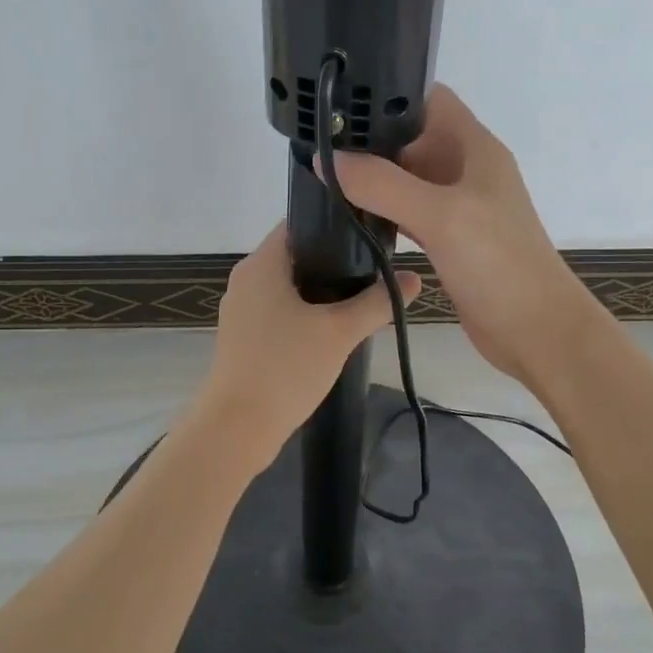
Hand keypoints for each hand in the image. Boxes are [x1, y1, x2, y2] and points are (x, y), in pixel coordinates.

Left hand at [199, 224, 419, 459]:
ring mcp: (241, 310)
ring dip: (321, 292)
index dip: (334, 226)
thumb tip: (414, 279)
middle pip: (295, 256)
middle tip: (373, 273)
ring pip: (288, 287)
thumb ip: (377, 302)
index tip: (368, 237)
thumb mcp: (339, 332)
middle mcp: (246, 280)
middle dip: (334, 263)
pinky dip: (304, 314)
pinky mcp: (243, 337)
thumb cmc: (286, 368)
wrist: (238, 427)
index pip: (298, 224)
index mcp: (261, 265)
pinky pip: (279, 312)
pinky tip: (331, 331)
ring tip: (360, 301)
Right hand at [330, 85, 590, 385]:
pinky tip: (352, 217)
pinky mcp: (449, 240)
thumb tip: (327, 159)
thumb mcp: (439, 215)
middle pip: (412, 138)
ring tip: (324, 178)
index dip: (388, 95)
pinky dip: (383, 212)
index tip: (340, 104)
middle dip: (370, 140)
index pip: (428, 99)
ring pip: (407, 179)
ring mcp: (458, 207)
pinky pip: (409, 213)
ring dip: (373, 178)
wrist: (536, 330)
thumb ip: (383, 185)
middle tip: (318, 145)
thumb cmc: (497, 263)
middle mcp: (465, 170)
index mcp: (474, 148)